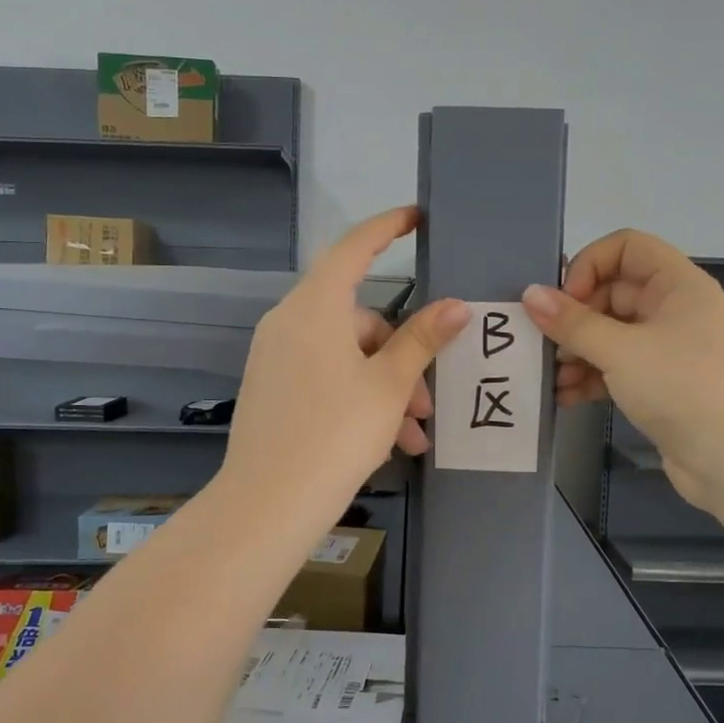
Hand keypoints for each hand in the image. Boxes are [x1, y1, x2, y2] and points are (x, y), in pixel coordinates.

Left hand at [221, 207, 469, 521]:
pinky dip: (358, 398)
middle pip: (358, 318)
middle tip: (428, 400)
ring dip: (385, 387)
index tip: (416, 218)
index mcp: (315, 307)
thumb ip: (422, 340)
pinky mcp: (272, 388)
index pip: (353, 248)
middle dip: (401, 355)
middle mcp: (289, 322)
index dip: (387, 227)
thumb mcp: (389, 386)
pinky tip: (387, 442)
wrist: (267, 504)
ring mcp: (276, 356)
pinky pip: (325, 376)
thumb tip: (457, 305)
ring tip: (414, 435)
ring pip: (346, 355)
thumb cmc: (336, 433)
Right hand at [521, 230, 723, 510]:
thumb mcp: (621, 350)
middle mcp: (674, 309)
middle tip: (547, 344)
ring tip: (552, 377)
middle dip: (575, 317)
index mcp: (677, 285)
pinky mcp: (661, 384)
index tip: (566, 300)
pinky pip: (617, 367)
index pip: (626, 248)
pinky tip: (565, 397)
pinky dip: (591, 377)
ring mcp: (668, 349)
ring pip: (610, 334)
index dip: (590, 265)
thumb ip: (572, 322)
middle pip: (612, 293)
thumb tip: (530, 294)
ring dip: (578, 352)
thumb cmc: (683, 387)